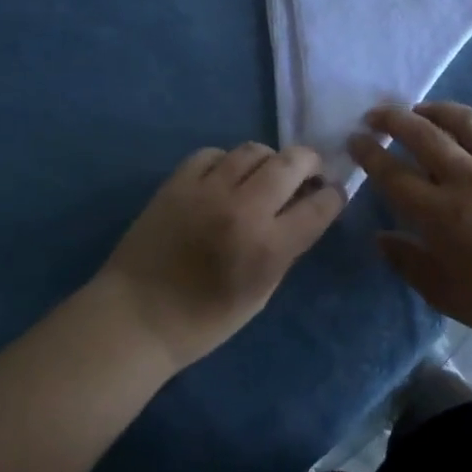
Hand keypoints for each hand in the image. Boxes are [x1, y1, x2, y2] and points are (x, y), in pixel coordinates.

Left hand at [99, 143, 344, 369]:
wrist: (136, 317)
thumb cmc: (204, 321)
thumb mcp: (261, 294)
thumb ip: (285, 250)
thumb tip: (302, 214)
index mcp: (270, 246)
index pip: (320, 204)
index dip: (334, 195)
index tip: (332, 194)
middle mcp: (244, 209)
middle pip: (293, 162)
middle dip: (310, 163)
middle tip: (308, 173)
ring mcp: (208, 190)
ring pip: (253, 150)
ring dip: (269, 160)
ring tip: (264, 175)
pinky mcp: (177, 182)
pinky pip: (213, 154)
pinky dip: (226, 162)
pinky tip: (224, 178)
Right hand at [350, 103, 471, 343]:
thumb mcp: (446, 294)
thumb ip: (409, 264)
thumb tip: (382, 238)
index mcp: (440, 213)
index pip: (393, 174)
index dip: (369, 153)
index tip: (355, 139)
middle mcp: (468, 180)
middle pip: (424, 135)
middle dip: (394, 119)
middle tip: (377, 115)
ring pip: (467, 122)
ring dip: (439, 109)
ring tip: (423, 109)